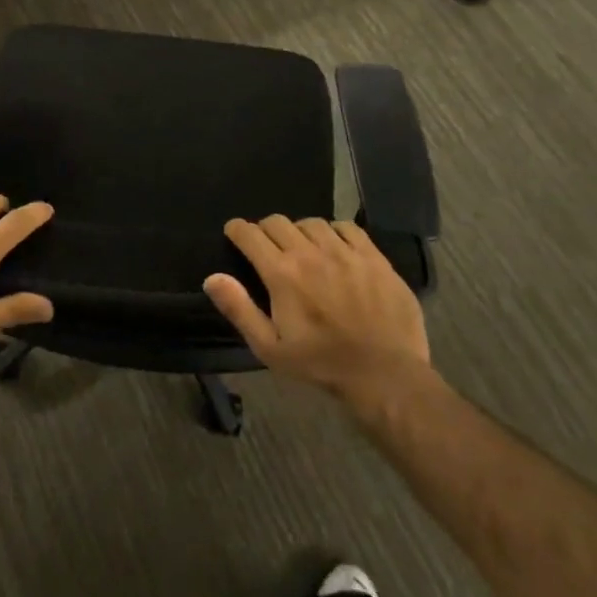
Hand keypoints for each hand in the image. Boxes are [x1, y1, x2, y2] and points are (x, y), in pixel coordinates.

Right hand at [205, 217, 429, 408]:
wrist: (384, 375)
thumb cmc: (321, 364)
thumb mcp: (270, 347)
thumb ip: (239, 309)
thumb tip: (212, 278)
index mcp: (282, 274)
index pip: (250, 234)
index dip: (237, 230)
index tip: (235, 234)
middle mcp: (310, 253)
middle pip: (278, 222)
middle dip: (265, 230)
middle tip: (267, 247)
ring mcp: (344, 252)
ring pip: (312, 223)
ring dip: (299, 231)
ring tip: (303, 248)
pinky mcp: (373, 257)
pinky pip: (347, 228)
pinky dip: (334, 232)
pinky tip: (335, 247)